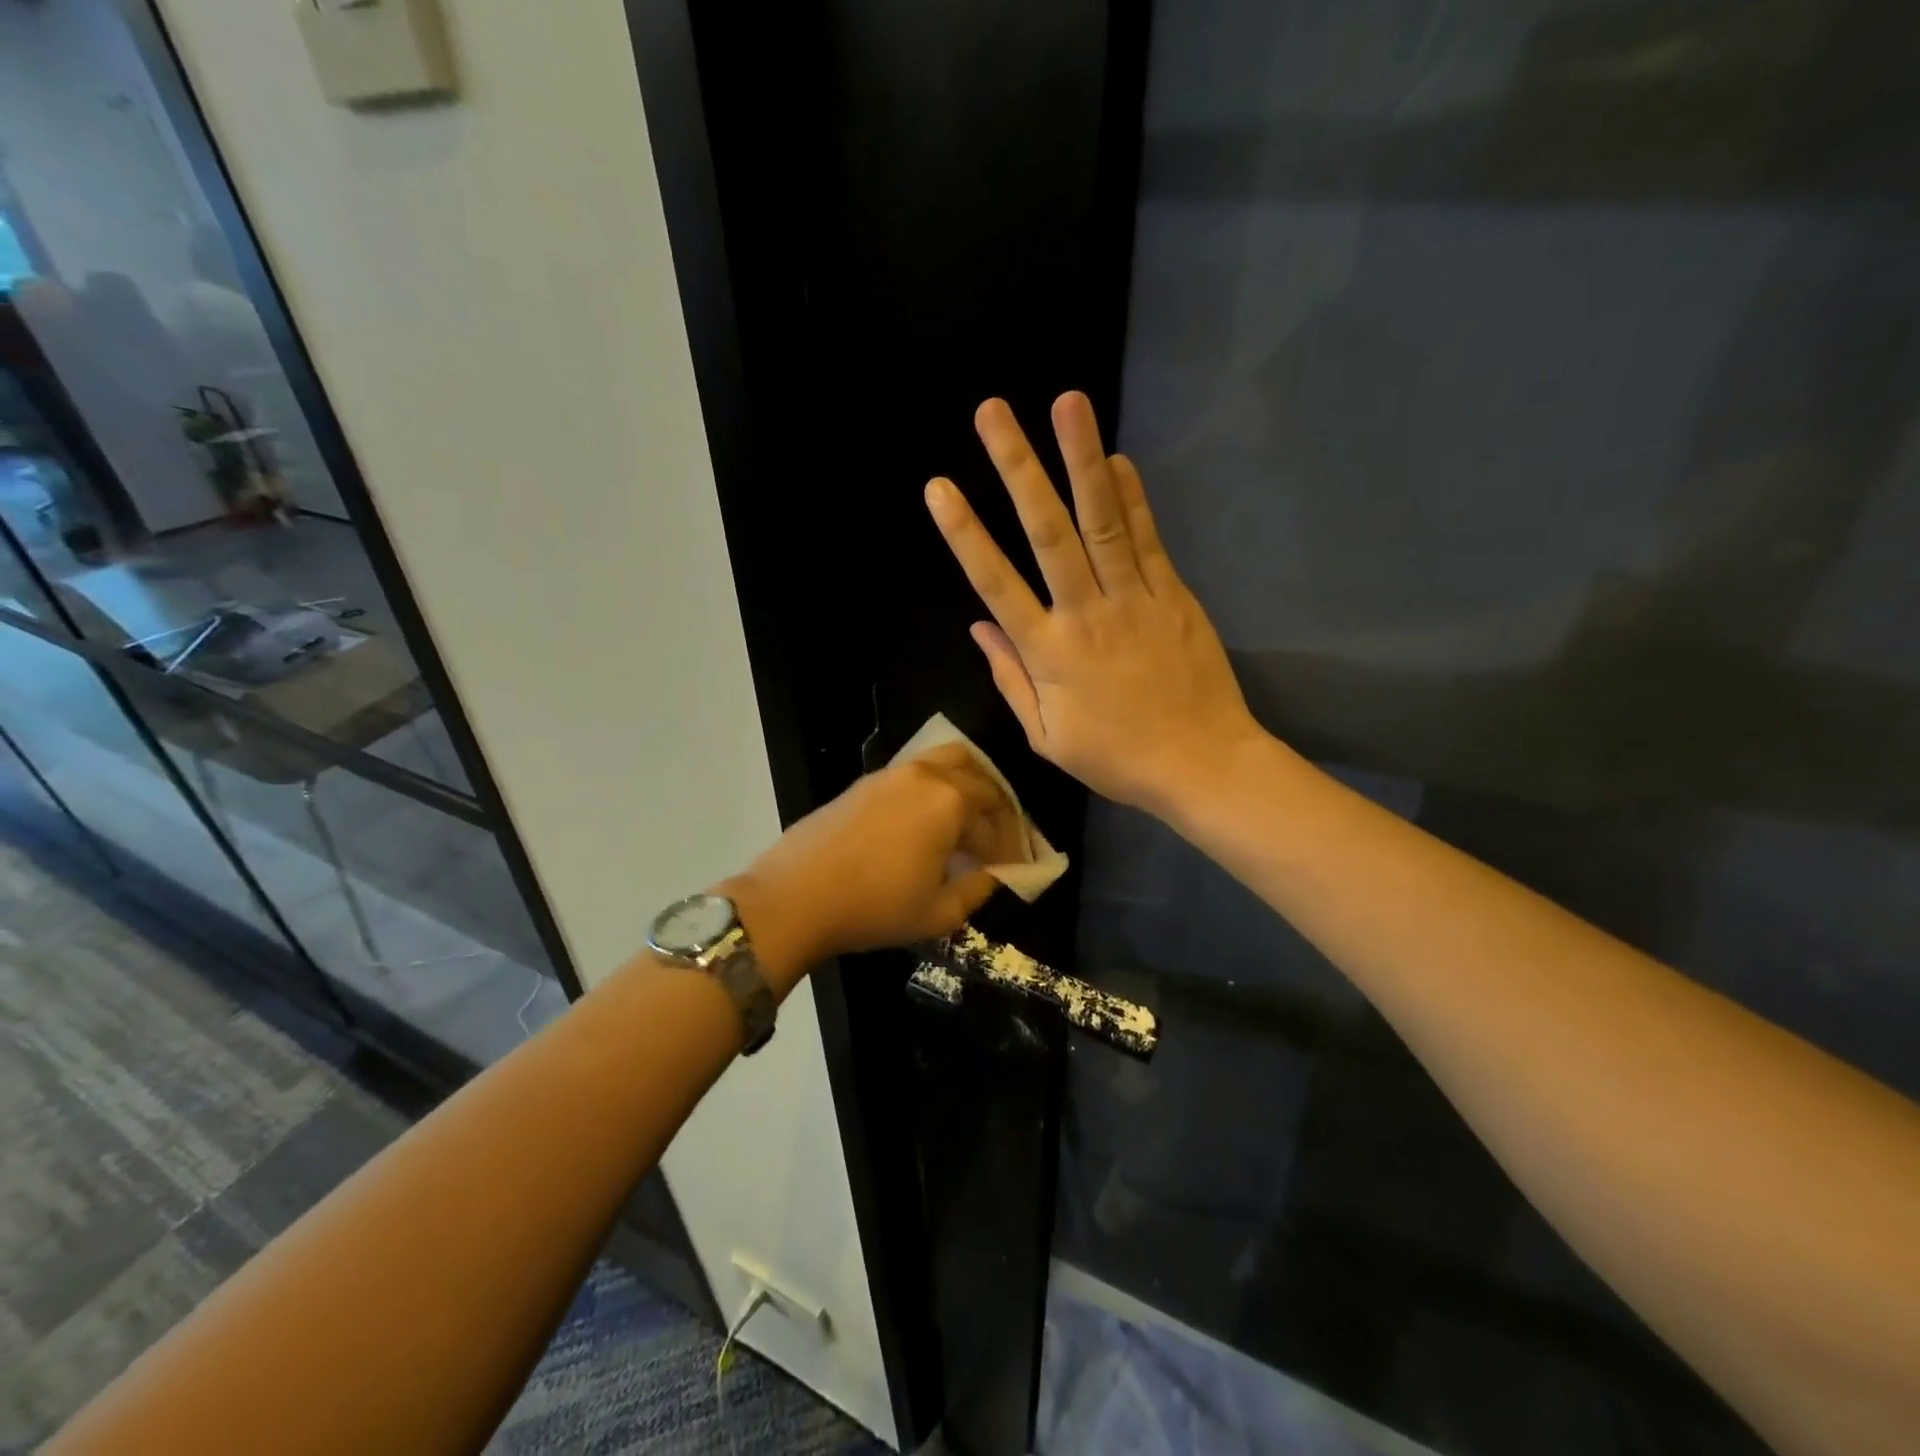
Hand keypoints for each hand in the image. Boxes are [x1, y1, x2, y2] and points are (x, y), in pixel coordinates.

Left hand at [721, 744, 1023, 989]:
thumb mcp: (938, 913)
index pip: (996, 819)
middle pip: (979, 778)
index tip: (1015, 867)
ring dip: (968, 786)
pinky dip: (936, 787)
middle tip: (999, 839)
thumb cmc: (873, 908)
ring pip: (947, 761)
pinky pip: (916, 771)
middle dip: (996, 808)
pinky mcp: (865, 782)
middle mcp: (926, 775)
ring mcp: (892, 773)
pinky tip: (928, 820)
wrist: (795, 896)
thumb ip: (978, 889)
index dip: (1011, 845)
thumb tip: (995, 874)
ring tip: (970, 820)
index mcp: (950, 801)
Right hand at [923, 392, 1263, 816]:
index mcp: (1049, 653)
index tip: (939, 487)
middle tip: (993, 413)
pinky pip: (1148, 539)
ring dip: (1081, 459)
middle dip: (1018, 469)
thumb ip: (1011, 679)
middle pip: (1048, 533)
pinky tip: (1117, 457)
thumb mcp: (1047, 737)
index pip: (996, 583)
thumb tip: (979, 627)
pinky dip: (1132, 497)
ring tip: (1067, 403)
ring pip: (1102, 521)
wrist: (1202, 765)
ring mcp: (1135, 599)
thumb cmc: (1117, 759)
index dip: (965, 534)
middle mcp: (1087, 614)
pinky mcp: (1173, 596)